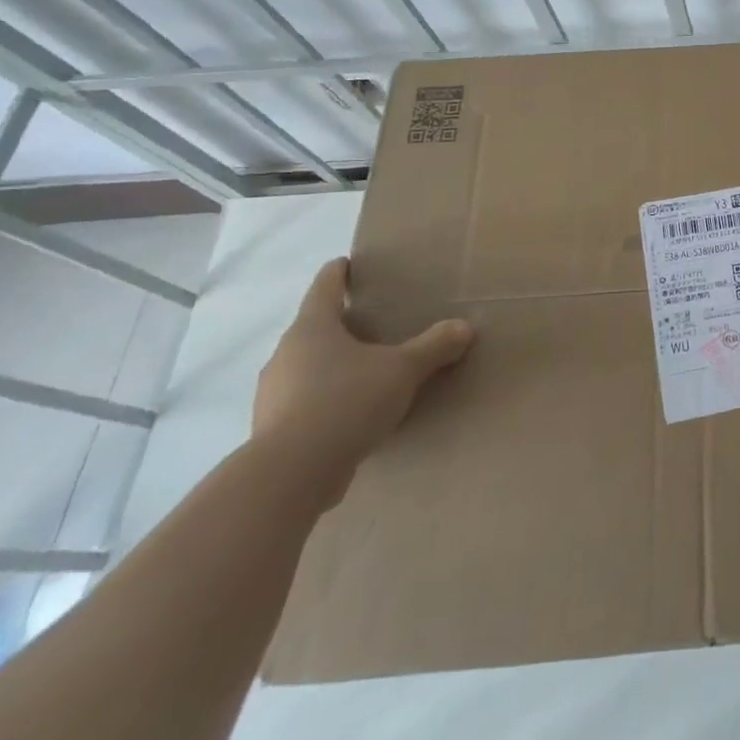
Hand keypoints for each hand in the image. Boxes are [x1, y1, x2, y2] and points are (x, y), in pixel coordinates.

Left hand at [252, 258, 474, 504]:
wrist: (291, 474)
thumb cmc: (346, 401)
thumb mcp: (402, 370)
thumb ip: (434, 346)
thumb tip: (465, 326)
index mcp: (312, 328)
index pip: (324, 286)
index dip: (339, 273)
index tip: (349, 264)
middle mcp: (285, 354)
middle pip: (314, 328)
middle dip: (341, 324)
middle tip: (373, 323)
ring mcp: (274, 393)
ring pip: (307, 367)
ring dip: (333, 365)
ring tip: (367, 371)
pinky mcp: (274, 429)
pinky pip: (305, 402)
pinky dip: (326, 400)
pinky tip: (352, 413)